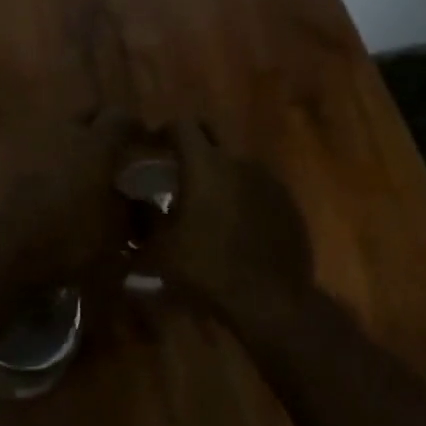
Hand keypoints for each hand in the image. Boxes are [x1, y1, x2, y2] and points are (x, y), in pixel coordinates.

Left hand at [0, 110, 142, 287]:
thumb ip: (129, 213)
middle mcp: (59, 131)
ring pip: (51, 132)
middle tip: (106, 150)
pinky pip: (23, 152)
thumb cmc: (62, 242)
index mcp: (94, 144)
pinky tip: (37, 185)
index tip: (143, 141)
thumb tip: (140, 202)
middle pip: (83, 115)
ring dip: (63, 144)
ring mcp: (21, 142)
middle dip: (97, 128)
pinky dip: (35, 163)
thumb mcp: (111, 237)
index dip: (135, 129)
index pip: (121, 119)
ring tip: (70, 169)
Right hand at [144, 120, 315, 321]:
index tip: (153, 147)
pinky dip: (242, 196)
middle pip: (211, 136)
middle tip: (177, 170)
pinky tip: (235, 224)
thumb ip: (146, 218)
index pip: (182, 125)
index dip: (164, 131)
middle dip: (193, 146)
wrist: (271, 300)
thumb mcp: (160, 249)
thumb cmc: (207, 270)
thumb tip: (137, 203)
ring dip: (218, 175)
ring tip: (207, 204)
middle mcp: (239, 161)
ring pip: (235, 164)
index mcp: (205, 165)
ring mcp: (268, 180)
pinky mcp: (287, 202)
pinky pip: (257, 187)